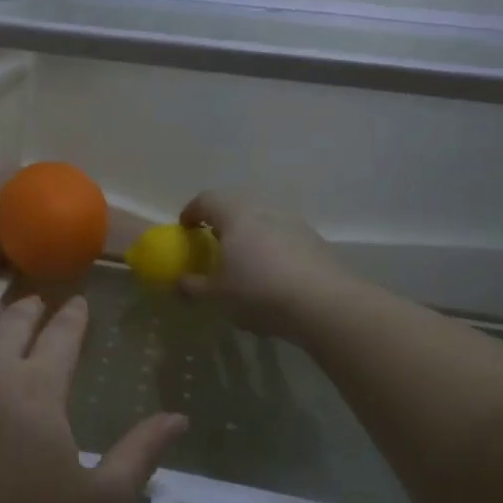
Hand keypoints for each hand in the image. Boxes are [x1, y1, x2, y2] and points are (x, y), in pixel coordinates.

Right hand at [178, 191, 343, 341]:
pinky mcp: (313, 239)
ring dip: (248, 233)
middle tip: (212, 242)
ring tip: (242, 260)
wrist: (323, 303)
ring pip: (262, 219)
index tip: (184, 229)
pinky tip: (270, 274)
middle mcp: (264, 209)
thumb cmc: (258, 291)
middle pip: (236, 204)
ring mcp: (292, 222)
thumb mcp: (216, 295)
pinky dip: (270, 246)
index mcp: (235, 215)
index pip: (207, 199)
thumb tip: (179, 282)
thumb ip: (193, 286)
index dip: (191, 211)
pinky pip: (282, 235)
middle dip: (221, 220)